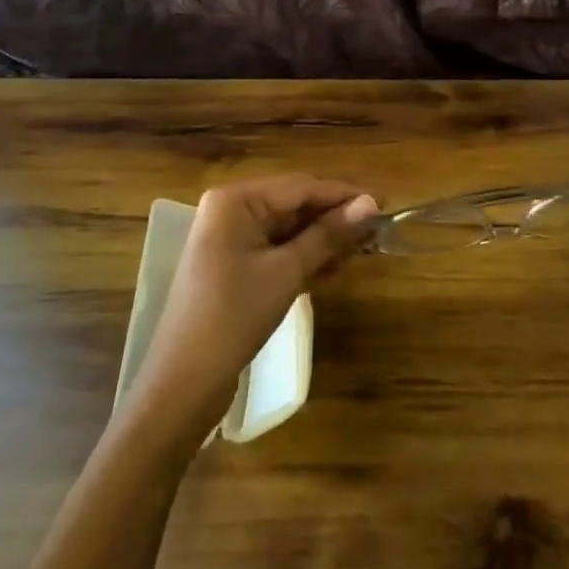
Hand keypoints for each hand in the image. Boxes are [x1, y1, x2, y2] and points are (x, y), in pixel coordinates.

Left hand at [127, 175, 377, 446]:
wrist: (184, 382)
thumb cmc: (234, 315)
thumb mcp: (287, 271)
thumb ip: (328, 235)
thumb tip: (371, 204)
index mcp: (236, 200)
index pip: (301, 187)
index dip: (345, 195)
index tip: (385, 203)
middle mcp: (231, 210)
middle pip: (295, 205)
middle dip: (335, 218)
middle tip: (378, 232)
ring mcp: (230, 239)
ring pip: (289, 229)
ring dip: (324, 240)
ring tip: (363, 251)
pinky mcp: (234, 266)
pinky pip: (277, 250)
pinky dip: (304, 257)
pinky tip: (334, 267)